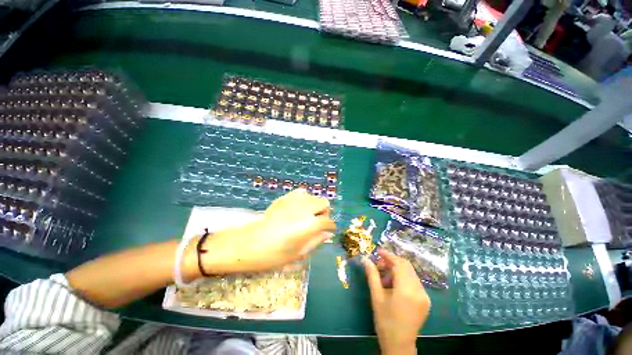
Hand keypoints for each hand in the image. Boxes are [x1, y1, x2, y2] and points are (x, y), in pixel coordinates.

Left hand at [191, 189, 335, 274]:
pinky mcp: (285, 198)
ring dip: (314, 205)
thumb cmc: (275, 254)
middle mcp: (305, 209)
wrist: (251, 243)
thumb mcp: (299, 253)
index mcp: (310, 224)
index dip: (330, 227)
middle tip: (316, 223)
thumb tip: (327, 234)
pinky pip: (300, 193)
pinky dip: (303, 199)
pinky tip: (297, 208)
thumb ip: (316, 241)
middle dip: (324, 212)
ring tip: (307, 216)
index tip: (327, 231)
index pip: (328, 221)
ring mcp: (294, 201)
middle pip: (324, 203)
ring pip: (313, 196)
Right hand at [363, 249, 430, 354]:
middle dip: (392, 261)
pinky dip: (403, 277)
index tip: (378, 251)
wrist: (399, 344)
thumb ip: (372, 275)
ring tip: (385, 277)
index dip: (388, 255)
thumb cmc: (385, 320)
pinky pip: (414, 281)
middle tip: (379, 265)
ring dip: (397, 269)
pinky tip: (394, 285)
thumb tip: (365, 259)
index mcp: (406, 289)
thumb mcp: (376, 296)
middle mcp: (419, 290)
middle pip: (406, 266)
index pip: (399, 264)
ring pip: (410, 272)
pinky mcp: (426, 300)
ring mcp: (424, 295)